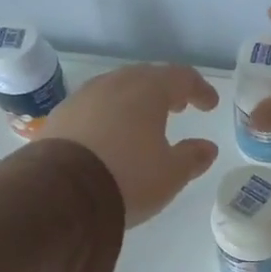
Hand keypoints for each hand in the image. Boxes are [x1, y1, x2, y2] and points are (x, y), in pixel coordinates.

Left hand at [39, 64, 220, 225]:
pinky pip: (93, 107)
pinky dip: (109, 115)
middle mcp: (114, 84)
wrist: (61, 194)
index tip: (210, 105)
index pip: (181, 77)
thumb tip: (207, 147)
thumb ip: (192, 157)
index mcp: (147, 91)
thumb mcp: (171, 174)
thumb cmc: (128, 177)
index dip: (199, 89)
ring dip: (135, 101)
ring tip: (144, 121)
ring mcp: (82, 98)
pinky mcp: (60, 117)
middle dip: (166, 90)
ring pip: (116, 89)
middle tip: (178, 106)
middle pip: (146, 77)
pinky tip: (110, 136)